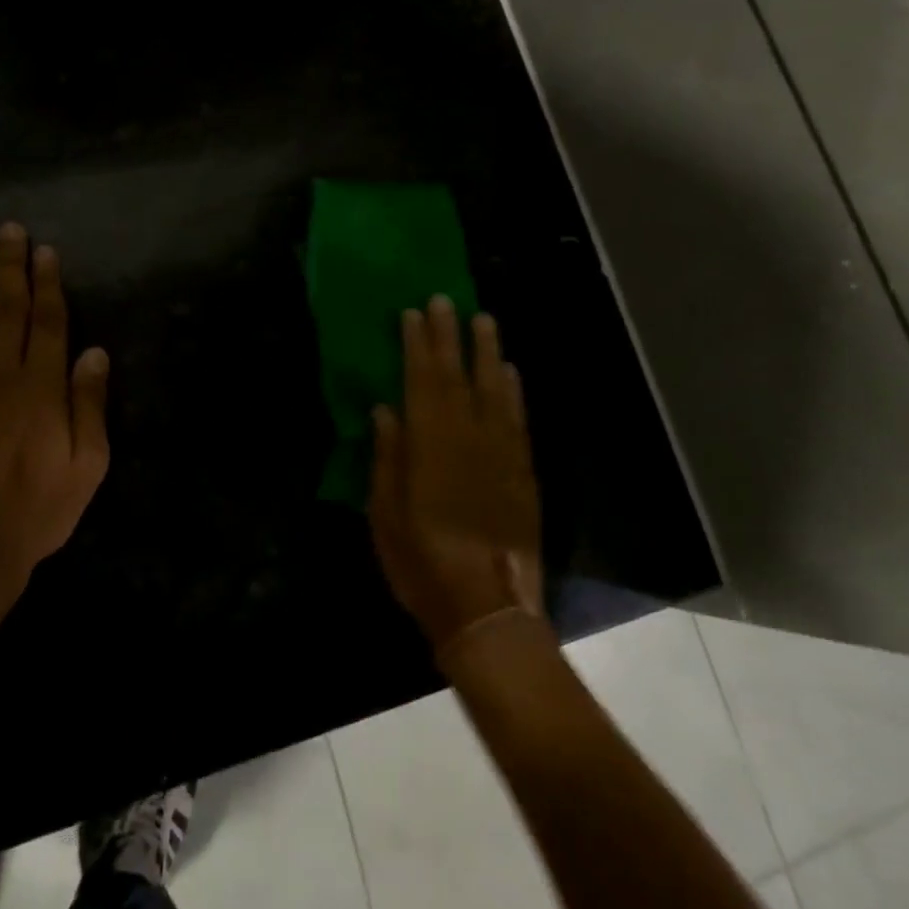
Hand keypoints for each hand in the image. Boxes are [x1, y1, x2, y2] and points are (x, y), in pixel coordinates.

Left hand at [0, 224, 110, 586]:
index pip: (48, 321)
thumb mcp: (87, 466)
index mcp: (41, 387)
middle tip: (9, 229)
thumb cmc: (37, 510)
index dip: (48, 283)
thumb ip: (89, 405)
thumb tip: (94, 352)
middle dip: (10, 265)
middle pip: (7, 307)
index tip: (45, 251)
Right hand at [369, 297, 543, 650]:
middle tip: (445, 300)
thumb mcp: (385, 514)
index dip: (417, 345)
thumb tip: (385, 409)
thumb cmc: (422, 564)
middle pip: (457, 376)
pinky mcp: (523, 472)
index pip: (421, 382)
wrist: (488, 609)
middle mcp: (468, 438)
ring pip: (494, 389)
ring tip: (483, 320)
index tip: (413, 313)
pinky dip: (514, 392)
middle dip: (449, 336)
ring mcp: (501, 453)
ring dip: (487, 352)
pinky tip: (509, 372)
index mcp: (429, 446)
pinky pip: (518, 420)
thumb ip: (387, 457)